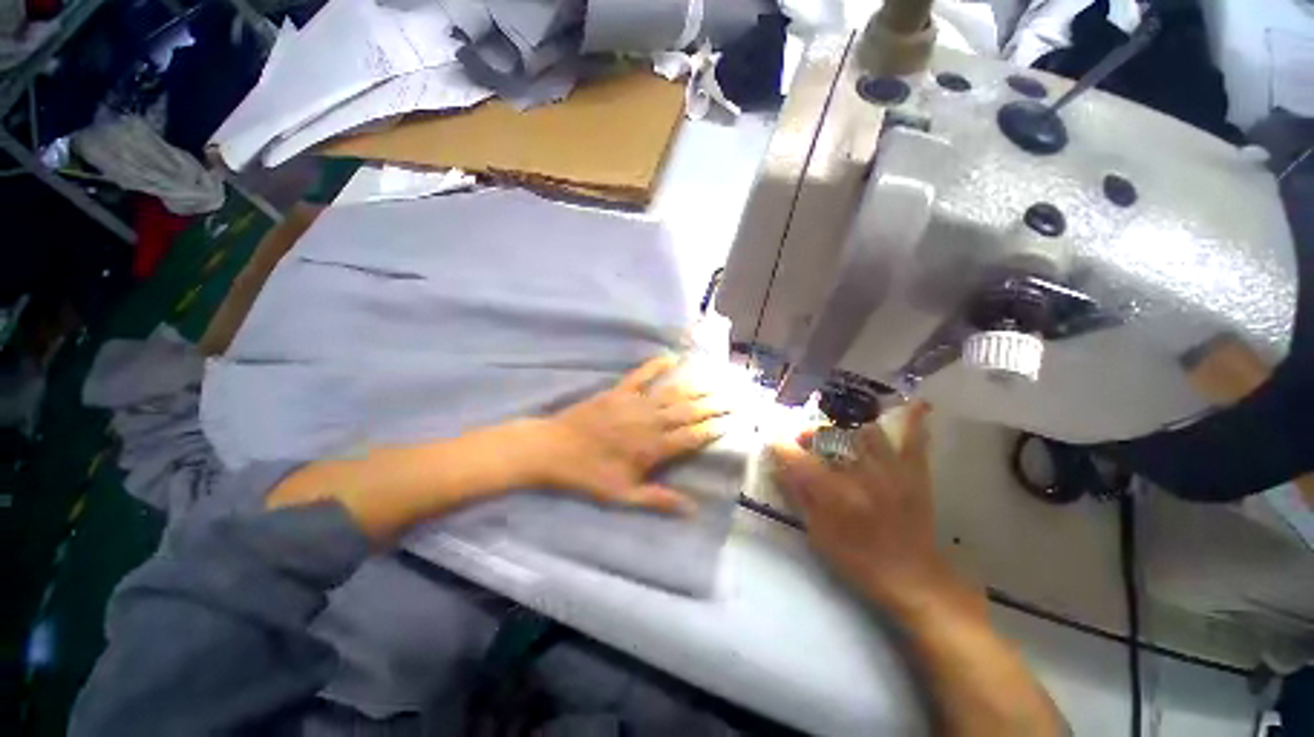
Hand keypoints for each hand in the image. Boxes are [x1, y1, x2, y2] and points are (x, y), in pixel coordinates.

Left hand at [522, 355, 727, 513]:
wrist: (552, 449)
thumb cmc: (588, 475)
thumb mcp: (623, 496)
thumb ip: (658, 500)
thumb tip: (692, 509)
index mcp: (653, 448)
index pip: (693, 436)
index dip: (715, 428)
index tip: (734, 420)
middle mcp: (650, 421)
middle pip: (689, 411)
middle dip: (715, 404)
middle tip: (736, 395)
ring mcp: (635, 403)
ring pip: (673, 393)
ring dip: (696, 386)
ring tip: (717, 379)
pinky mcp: (619, 391)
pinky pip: (641, 374)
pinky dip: (657, 365)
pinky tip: (672, 357)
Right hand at [771, 403, 961, 607]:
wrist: (912, 579)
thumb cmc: (858, 561)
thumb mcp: (818, 535)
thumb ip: (798, 497)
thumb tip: (778, 468)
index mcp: (835, 495)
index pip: (797, 459)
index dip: (780, 445)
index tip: (771, 438)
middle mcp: (862, 475)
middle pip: (830, 436)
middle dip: (808, 432)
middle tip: (800, 437)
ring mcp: (891, 471)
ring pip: (865, 431)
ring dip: (846, 428)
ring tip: (836, 433)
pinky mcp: (914, 474)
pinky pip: (914, 440)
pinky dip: (914, 421)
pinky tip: (916, 404)